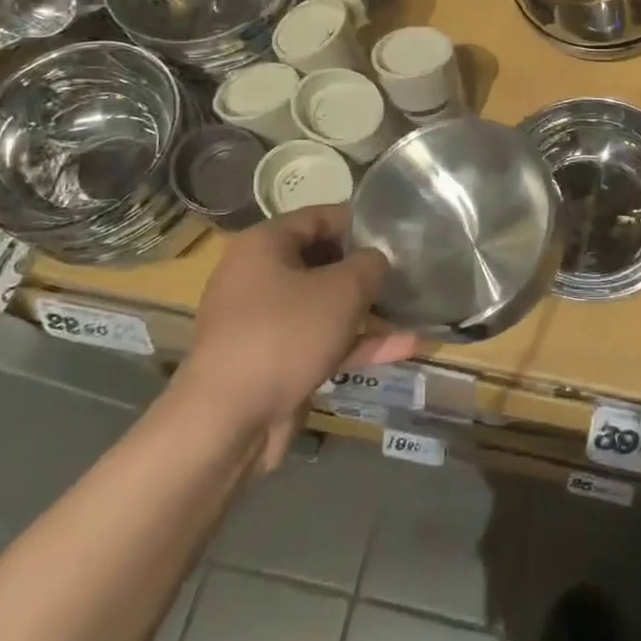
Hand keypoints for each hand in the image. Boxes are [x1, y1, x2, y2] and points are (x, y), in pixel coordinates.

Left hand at [178, 207, 415, 465]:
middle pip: (323, 261)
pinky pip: (321, 341)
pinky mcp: (274, 362)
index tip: (397, 234)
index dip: (361, 223)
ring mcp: (265, 323)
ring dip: (367, 310)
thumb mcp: (343, 289)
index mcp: (264, 245)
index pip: (320, 217)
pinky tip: (405, 346)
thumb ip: (370, 265)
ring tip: (413, 309)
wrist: (228, 423)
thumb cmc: (285, 335)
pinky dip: (357, 342)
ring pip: (325, 305)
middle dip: (366, 270)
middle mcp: (258, 277)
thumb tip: (377, 261)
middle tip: (407, 272)